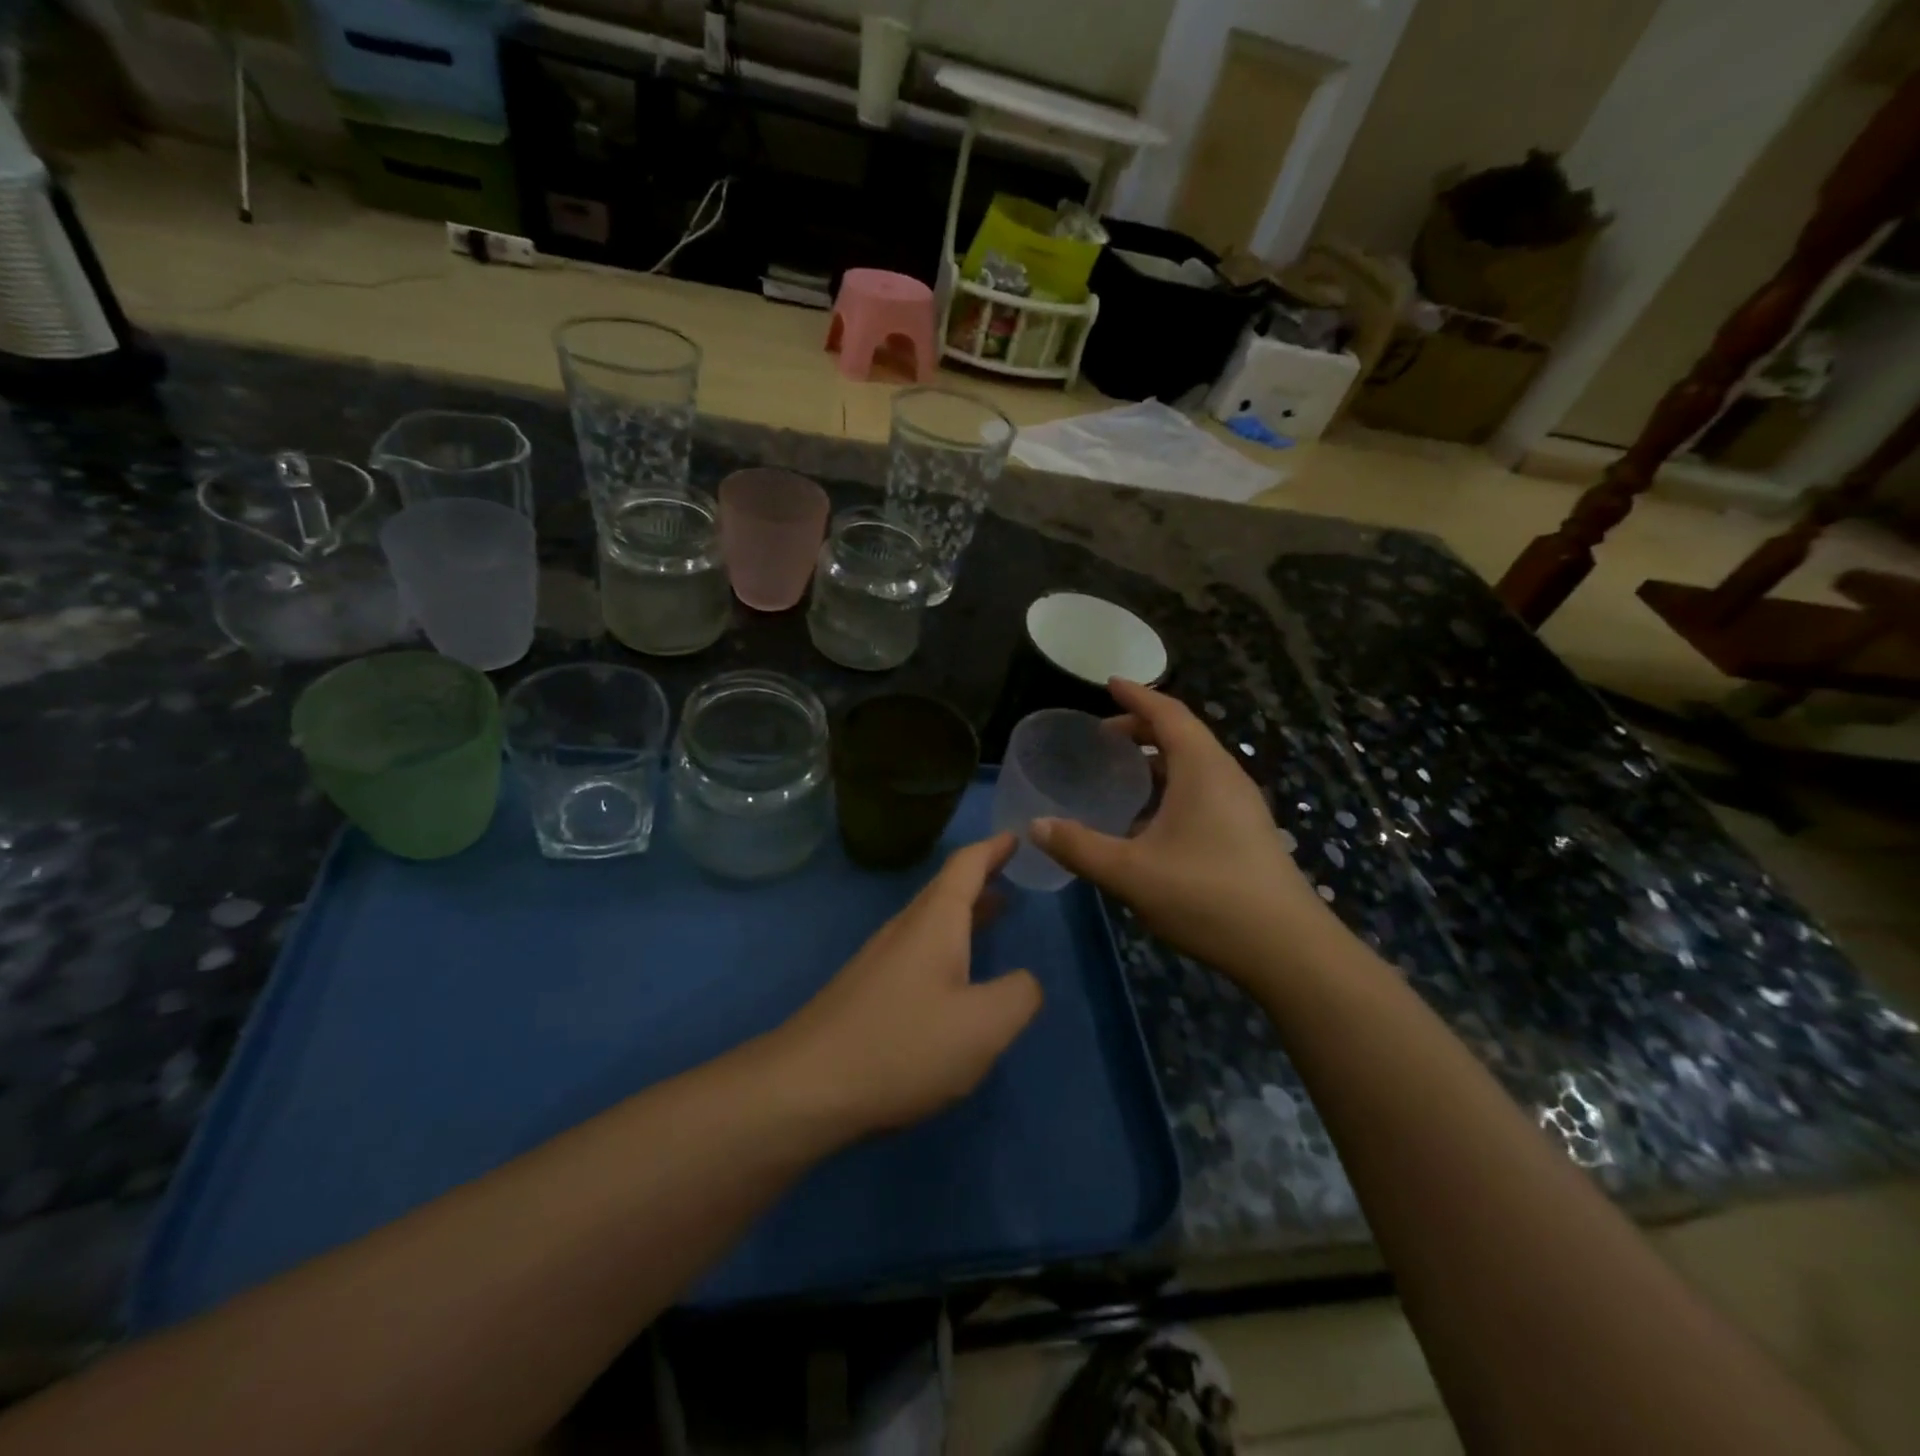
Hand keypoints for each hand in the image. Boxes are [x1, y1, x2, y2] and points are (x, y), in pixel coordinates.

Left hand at [775, 834, 1042, 1136]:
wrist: (806, 1088)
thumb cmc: (902, 1046)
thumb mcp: (983, 1026)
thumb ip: (1019, 995)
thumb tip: (1026, 981)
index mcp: (934, 923)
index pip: (966, 866)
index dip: (993, 848)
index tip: (1015, 835)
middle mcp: (904, 930)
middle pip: (946, 889)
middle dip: (981, 876)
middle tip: (1012, 870)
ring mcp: (880, 960)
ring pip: (931, 921)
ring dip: (965, 911)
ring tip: (996, 911)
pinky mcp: (867, 992)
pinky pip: (918, 950)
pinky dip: (947, 944)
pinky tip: (955, 975)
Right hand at [1031, 680, 1333, 982]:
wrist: (1287, 948)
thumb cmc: (1206, 897)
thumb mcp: (1130, 873)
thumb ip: (1079, 847)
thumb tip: (1035, 826)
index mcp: (1202, 769)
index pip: (1168, 713)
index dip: (1137, 696)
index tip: (1109, 683)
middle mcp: (1226, 776)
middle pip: (1183, 734)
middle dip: (1143, 727)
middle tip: (1104, 735)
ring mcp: (1242, 805)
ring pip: (1196, 764)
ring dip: (1159, 758)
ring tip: (1124, 770)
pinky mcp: (1248, 831)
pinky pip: (1204, 789)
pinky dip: (1173, 785)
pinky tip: (1151, 820)